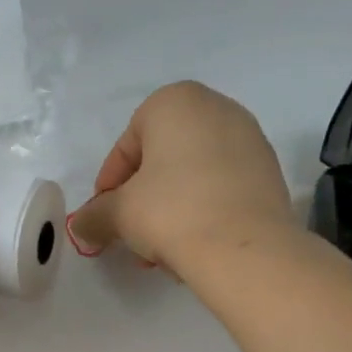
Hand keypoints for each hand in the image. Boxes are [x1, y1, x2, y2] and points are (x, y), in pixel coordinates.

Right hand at [65, 81, 294, 274]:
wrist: (244, 248)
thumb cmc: (172, 212)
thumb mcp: (120, 214)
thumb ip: (95, 216)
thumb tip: (82, 227)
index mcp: (175, 101)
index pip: (127, 146)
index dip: (109, 186)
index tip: (105, 218)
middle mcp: (217, 108)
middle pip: (162, 160)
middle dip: (143, 200)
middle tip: (132, 235)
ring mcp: (250, 139)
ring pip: (193, 177)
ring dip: (171, 210)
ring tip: (162, 250)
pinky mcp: (270, 172)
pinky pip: (222, 189)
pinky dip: (203, 211)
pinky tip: (194, 245)